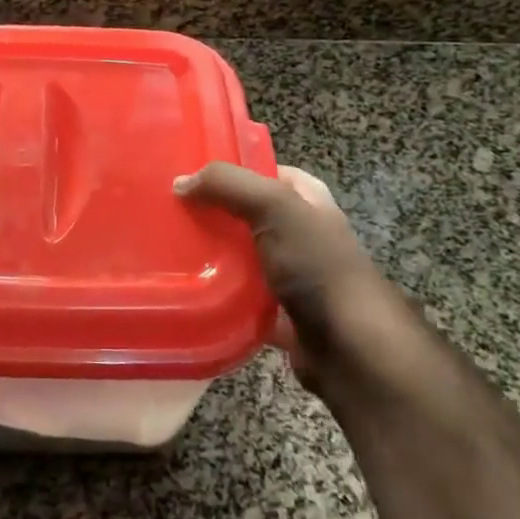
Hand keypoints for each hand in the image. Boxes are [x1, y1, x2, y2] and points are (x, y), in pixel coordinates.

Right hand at [174, 162, 402, 394]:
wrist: (352, 349)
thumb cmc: (318, 266)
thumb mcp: (275, 207)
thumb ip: (228, 185)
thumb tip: (180, 182)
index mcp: (307, 200)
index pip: (263, 171)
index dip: (229, 169)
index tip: (186, 172)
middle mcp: (300, 232)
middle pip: (246, 213)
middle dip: (212, 212)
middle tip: (169, 212)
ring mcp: (289, 273)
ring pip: (239, 255)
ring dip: (210, 254)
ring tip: (168, 248)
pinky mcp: (277, 311)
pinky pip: (239, 295)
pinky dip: (217, 293)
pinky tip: (186, 288)